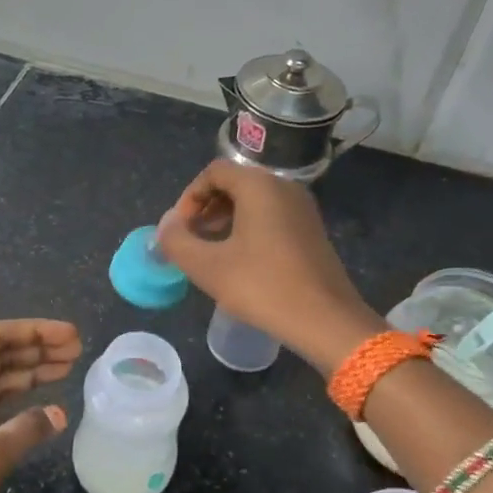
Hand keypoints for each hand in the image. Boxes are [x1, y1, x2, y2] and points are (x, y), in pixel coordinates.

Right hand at [155, 159, 383, 372]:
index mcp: (260, 186)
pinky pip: (271, 216)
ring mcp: (302, 209)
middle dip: (206, 208)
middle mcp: (284, 187)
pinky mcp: (311, 231)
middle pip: (234, 183)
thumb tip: (166, 226)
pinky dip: (248, 229)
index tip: (180, 229)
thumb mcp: (208, 267)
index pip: (214, 172)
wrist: (326, 320)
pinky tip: (239, 262)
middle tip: (191, 240)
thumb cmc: (263, 286)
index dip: (189, 197)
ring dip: (225, 220)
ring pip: (253, 201)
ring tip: (210, 252)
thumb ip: (177, 241)